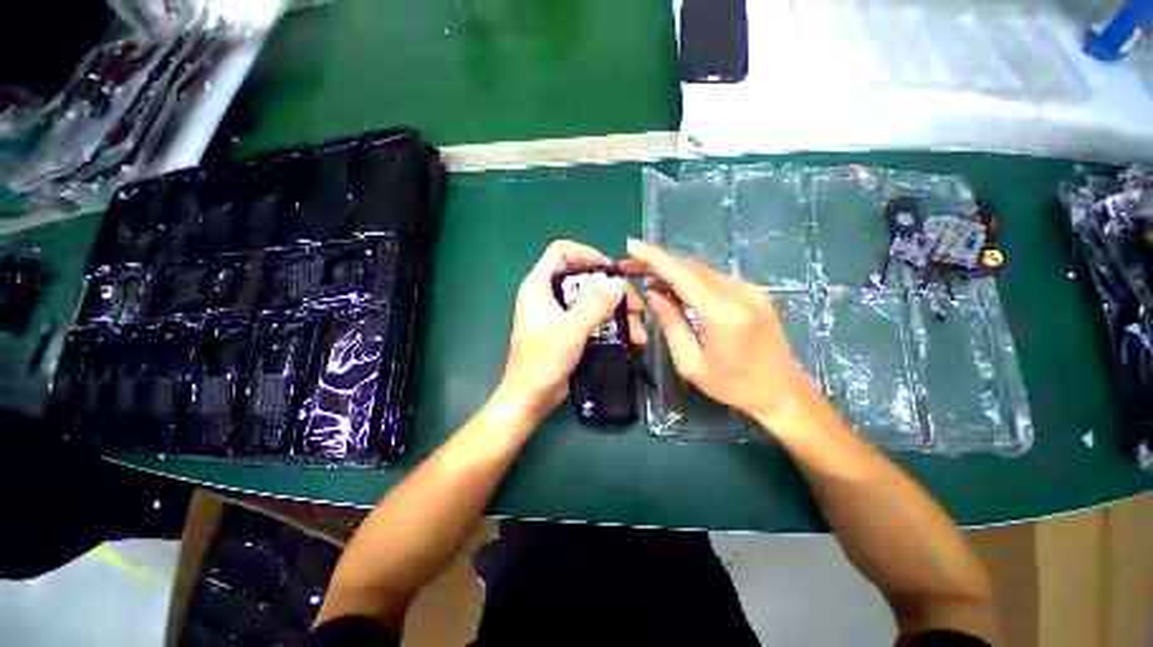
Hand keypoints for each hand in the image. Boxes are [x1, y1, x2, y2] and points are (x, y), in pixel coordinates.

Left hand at [496, 240, 646, 423]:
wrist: (530, 398)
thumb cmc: (542, 363)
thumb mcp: (570, 331)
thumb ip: (594, 305)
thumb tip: (618, 282)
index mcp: (539, 286)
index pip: (561, 252)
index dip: (587, 254)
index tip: (611, 271)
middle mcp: (549, 294)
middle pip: (584, 277)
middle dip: (613, 291)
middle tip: (636, 307)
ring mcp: (560, 312)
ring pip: (593, 299)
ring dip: (618, 311)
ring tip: (639, 331)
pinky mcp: (568, 328)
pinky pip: (593, 316)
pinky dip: (612, 323)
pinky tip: (630, 337)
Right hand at [620, 239, 819, 433]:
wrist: (782, 391)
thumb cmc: (732, 385)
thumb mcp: (690, 362)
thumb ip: (670, 323)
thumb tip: (651, 294)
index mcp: (723, 313)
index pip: (682, 274)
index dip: (654, 257)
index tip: (631, 245)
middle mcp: (739, 292)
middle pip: (691, 267)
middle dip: (658, 262)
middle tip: (630, 265)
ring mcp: (749, 289)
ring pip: (701, 271)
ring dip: (672, 270)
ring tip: (646, 276)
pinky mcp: (752, 292)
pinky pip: (713, 279)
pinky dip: (689, 279)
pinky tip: (673, 287)